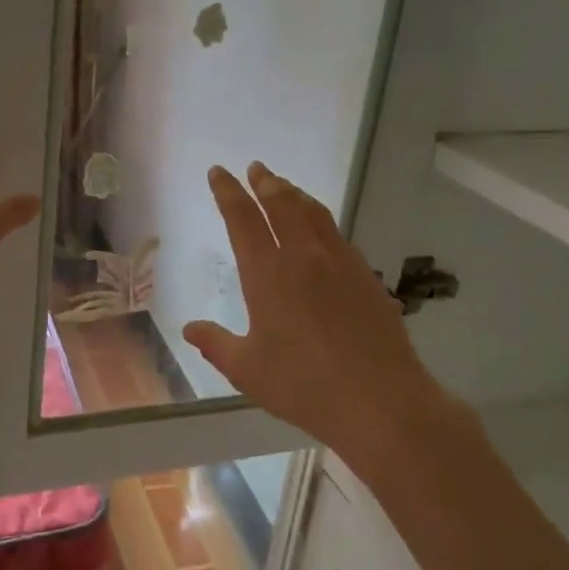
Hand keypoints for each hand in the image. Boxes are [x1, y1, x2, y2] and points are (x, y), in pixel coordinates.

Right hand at [183, 163, 465, 471]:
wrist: (380, 401)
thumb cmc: (303, 385)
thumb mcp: (247, 369)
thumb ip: (215, 344)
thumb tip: (188, 328)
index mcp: (267, 274)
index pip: (242, 219)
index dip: (228, 192)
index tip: (219, 172)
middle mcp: (303, 257)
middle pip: (282, 204)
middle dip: (265, 182)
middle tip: (256, 168)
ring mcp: (340, 264)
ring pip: (314, 213)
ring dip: (295, 194)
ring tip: (284, 187)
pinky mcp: (366, 277)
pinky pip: (338, 235)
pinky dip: (321, 220)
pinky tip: (321, 230)